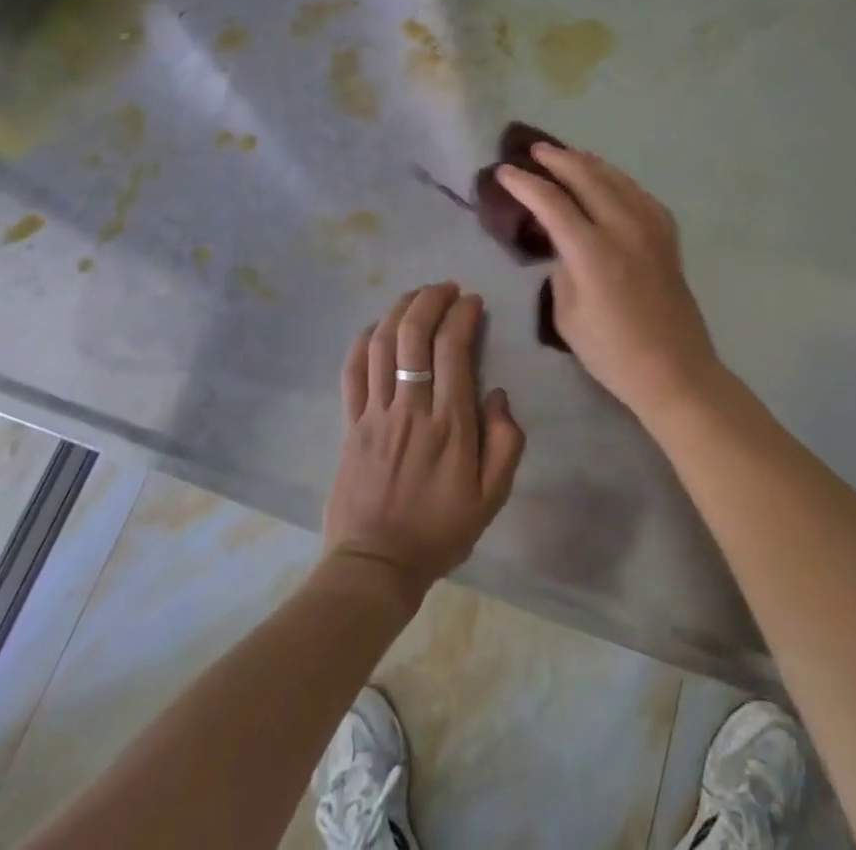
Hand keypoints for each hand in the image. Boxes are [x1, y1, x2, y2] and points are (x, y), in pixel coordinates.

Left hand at [322, 282, 524, 603]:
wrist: (376, 566)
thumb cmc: (440, 531)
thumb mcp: (492, 498)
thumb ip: (505, 442)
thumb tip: (498, 394)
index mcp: (450, 423)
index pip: (454, 349)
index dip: (463, 315)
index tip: (473, 301)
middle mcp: (411, 408)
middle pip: (415, 335)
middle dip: (431, 300)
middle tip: (447, 288)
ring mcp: (375, 413)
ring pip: (383, 344)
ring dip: (400, 310)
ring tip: (417, 295)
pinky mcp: (350, 424)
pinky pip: (352, 372)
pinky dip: (363, 341)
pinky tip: (377, 327)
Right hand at [497, 145, 722, 423]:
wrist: (675, 370)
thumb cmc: (612, 353)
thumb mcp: (567, 316)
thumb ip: (560, 270)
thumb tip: (562, 245)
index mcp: (592, 251)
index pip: (551, 202)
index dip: (525, 184)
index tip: (504, 172)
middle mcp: (623, 228)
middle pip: (586, 177)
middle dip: (557, 160)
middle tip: (534, 151)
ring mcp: (650, 228)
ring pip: (616, 179)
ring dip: (588, 163)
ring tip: (567, 155)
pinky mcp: (667, 236)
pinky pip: (639, 194)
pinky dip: (617, 179)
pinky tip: (609, 180)